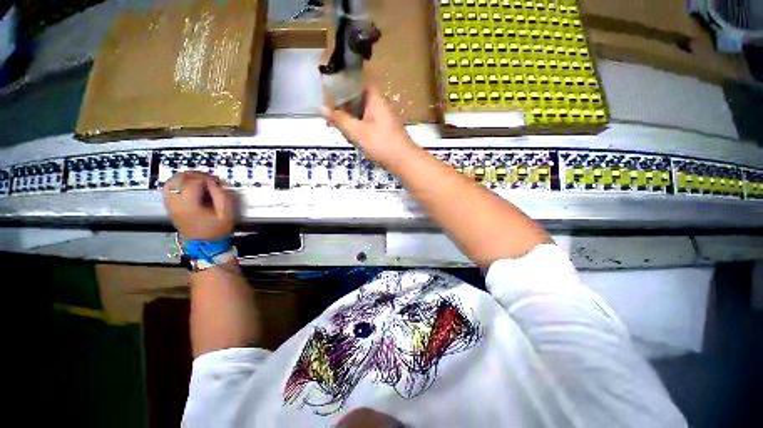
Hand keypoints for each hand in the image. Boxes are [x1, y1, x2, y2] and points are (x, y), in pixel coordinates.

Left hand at [163, 171, 234, 239]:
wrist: (206, 248)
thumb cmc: (216, 231)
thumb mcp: (226, 213)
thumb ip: (220, 193)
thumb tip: (211, 181)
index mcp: (190, 206)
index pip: (195, 181)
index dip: (206, 178)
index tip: (215, 182)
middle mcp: (177, 205)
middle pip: (181, 179)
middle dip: (194, 175)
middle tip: (205, 180)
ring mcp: (172, 207)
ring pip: (171, 183)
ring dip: (183, 178)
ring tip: (193, 181)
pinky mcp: (171, 209)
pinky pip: (168, 191)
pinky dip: (175, 185)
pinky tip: (185, 187)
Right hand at [323, 86, 418, 167]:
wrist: (404, 161)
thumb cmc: (381, 142)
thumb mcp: (356, 131)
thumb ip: (339, 119)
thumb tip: (322, 108)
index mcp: (376, 100)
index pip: (363, 83)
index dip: (349, 82)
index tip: (333, 85)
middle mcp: (381, 105)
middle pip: (360, 96)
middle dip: (345, 100)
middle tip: (328, 104)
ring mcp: (383, 117)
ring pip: (362, 109)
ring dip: (349, 112)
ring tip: (332, 117)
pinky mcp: (383, 128)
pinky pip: (366, 119)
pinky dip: (356, 122)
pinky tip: (346, 129)